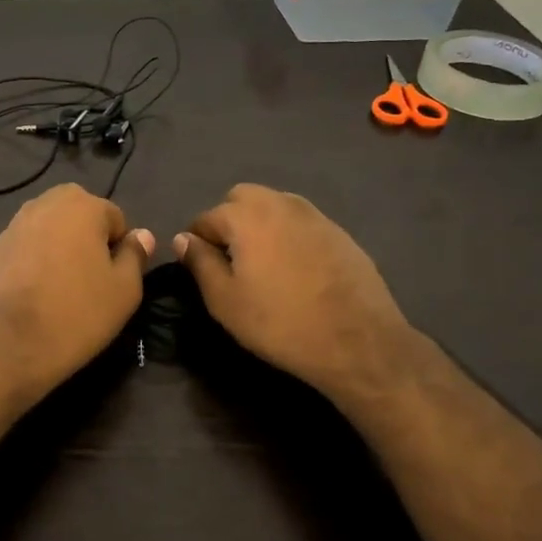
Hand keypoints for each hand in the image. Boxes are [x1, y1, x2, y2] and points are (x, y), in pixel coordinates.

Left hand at [0, 184, 153, 399]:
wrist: (6, 345)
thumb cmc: (76, 313)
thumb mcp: (124, 290)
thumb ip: (135, 255)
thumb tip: (141, 234)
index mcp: (81, 204)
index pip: (115, 218)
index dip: (119, 249)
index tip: (112, 279)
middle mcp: (45, 203)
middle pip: (79, 216)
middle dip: (88, 240)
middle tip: (90, 281)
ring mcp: (14, 224)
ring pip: (50, 230)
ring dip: (60, 249)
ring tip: (61, 288)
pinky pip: (26, 248)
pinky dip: (34, 262)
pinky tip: (35, 293)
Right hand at [174, 184, 415, 405]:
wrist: (358, 341)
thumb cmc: (280, 322)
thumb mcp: (225, 301)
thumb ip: (200, 263)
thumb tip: (183, 239)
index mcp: (247, 215)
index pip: (205, 218)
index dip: (196, 243)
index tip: (200, 269)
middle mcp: (280, 203)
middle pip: (240, 199)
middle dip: (228, 222)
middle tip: (230, 261)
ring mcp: (314, 214)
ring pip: (273, 206)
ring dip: (259, 224)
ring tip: (262, 264)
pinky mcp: (339, 231)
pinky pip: (300, 222)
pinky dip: (288, 235)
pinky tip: (294, 269)